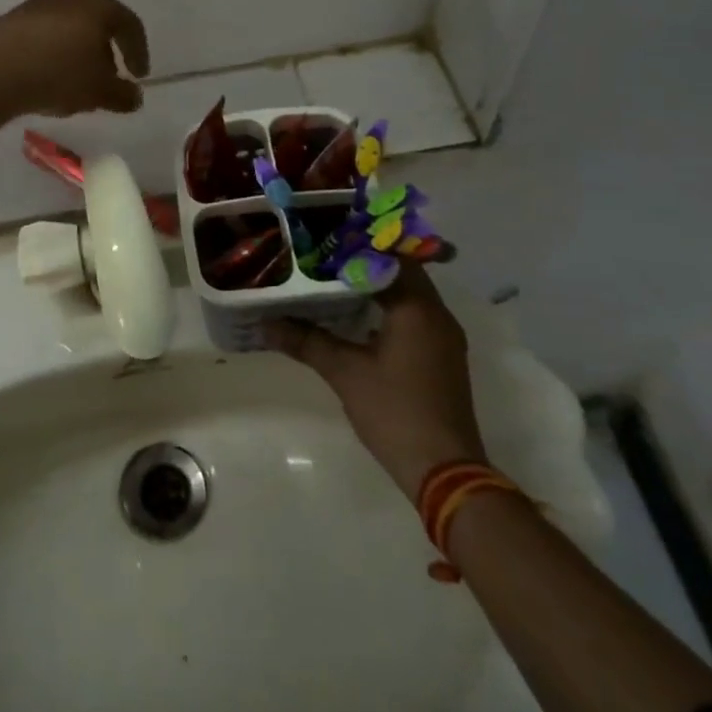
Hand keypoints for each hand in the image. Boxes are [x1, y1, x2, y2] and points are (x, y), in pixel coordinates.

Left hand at [0, 0, 149, 117]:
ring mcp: (36, 3)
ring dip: (77, 53)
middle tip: (108, 78)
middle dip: (105, 51)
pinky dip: (53, 54)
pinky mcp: (11, 19)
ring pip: (68, 28)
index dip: (139, 52)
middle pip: (97, 22)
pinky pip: (43, 35)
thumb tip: (134, 97)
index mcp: (98, 5)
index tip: (139, 77)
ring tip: (76, 83)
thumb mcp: (100, 91)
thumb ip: (124, 95)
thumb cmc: (60, 73)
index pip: (129, 24)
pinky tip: (48, 79)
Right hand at [265, 268, 486, 499]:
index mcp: (418, 309)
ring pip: (409, 296)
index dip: (359, 245)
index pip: (390, 257)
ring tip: (334, 281)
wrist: (445, 472)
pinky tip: (357, 318)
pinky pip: (414, 317)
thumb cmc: (395, 412)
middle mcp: (437, 315)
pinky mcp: (442, 358)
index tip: (326, 239)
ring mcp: (443, 338)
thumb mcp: (344, 373)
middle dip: (365, 263)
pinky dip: (387, 309)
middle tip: (325, 257)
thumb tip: (266, 323)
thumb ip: (306, 341)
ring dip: (377, 287)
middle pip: (401, 273)